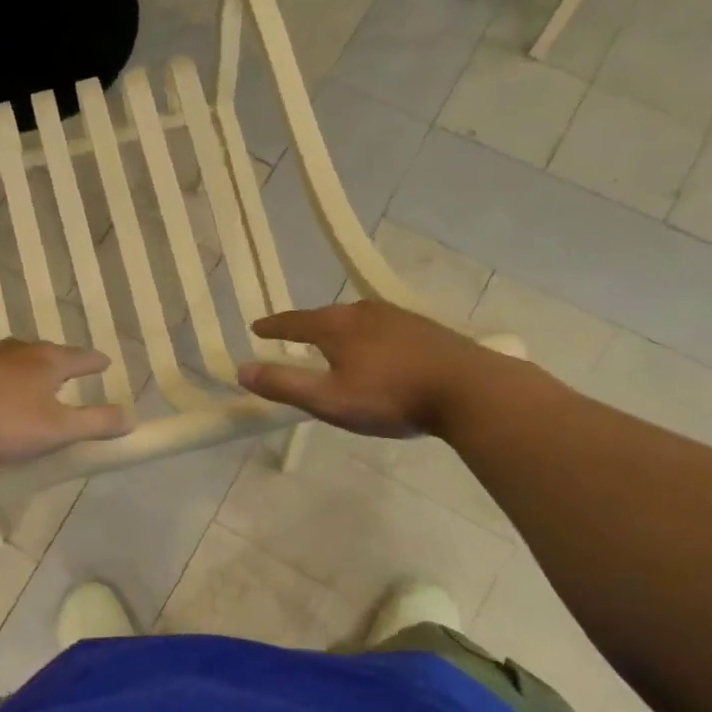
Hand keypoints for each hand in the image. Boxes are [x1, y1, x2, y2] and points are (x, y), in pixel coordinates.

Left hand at [0, 339, 133, 462]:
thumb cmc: (5, 421)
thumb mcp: (57, 429)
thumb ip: (95, 423)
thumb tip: (131, 417)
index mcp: (47, 361)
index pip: (80, 358)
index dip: (94, 362)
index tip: (105, 362)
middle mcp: (18, 351)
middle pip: (46, 353)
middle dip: (60, 362)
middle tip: (69, 370)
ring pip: (16, 359)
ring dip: (28, 369)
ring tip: (33, 381)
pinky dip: (1, 379)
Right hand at [236, 302, 495, 438]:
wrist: (470, 390)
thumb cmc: (391, 396)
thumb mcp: (328, 399)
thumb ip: (284, 385)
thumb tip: (241, 371)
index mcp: (336, 326)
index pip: (294, 322)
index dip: (273, 326)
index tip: (256, 328)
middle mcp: (364, 312)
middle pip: (326, 316)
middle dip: (306, 326)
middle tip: (293, 337)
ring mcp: (398, 317)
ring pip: (357, 320)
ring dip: (339, 330)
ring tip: (333, 344)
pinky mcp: (425, 329)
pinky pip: (383, 328)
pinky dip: (368, 337)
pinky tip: (378, 352)